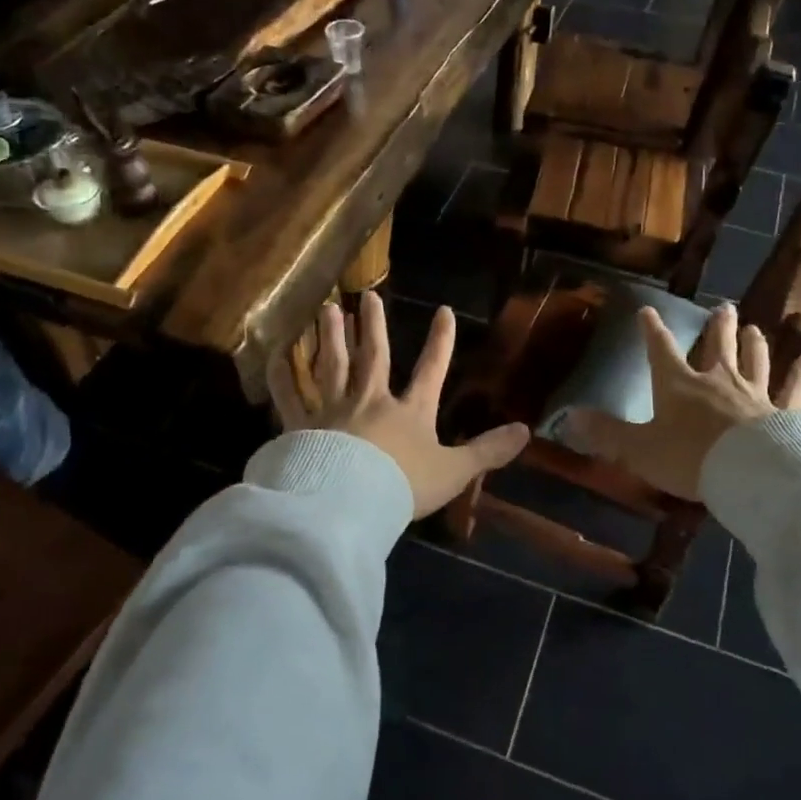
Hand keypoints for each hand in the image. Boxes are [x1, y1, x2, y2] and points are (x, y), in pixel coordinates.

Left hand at [268, 291, 529, 517]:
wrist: (349, 503)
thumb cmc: (403, 487)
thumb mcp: (454, 472)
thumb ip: (488, 452)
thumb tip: (526, 430)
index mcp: (409, 412)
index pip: (431, 370)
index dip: (440, 342)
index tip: (444, 311)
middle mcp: (371, 401)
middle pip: (373, 357)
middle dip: (374, 327)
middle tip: (367, 296)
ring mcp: (334, 411)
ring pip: (331, 366)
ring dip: (331, 337)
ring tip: (327, 310)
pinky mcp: (303, 428)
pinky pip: (289, 398)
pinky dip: (281, 377)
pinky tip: (274, 354)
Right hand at [564, 304, 800, 501]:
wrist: (748, 473)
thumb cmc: (688, 457)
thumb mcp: (638, 448)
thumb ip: (605, 433)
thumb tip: (568, 418)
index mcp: (678, 385)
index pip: (661, 350)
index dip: (652, 330)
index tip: (647, 311)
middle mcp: (717, 380)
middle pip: (718, 346)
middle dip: (718, 327)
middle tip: (724, 307)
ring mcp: (754, 395)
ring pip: (754, 361)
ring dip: (752, 344)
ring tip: (754, 327)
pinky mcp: (784, 414)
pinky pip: (792, 391)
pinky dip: (798, 376)